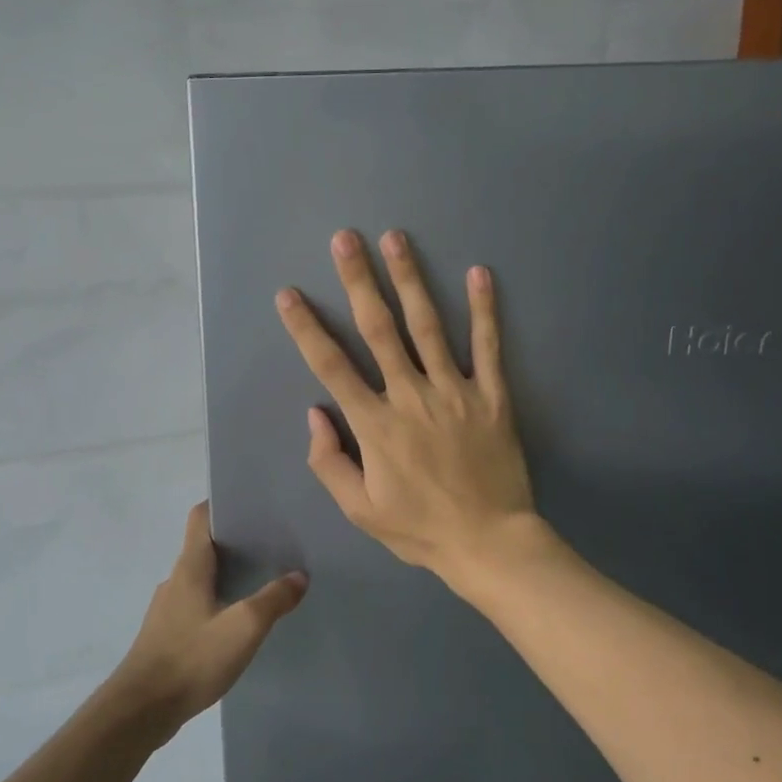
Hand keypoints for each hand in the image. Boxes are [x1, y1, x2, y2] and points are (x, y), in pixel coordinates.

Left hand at [114, 501, 307, 736]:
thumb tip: (298, 575)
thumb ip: (273, 600)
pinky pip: (197, 604)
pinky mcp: (167, 635)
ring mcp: (168, 609)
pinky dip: (218, 601)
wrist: (142, 709)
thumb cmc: (191, 658)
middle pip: (204, 547)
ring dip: (228, 574)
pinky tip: (238, 621)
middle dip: (236, 542)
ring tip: (262, 581)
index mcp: (190, 567)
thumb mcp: (243, 628)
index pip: (201, 518)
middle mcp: (175, 580)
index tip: (253, 505)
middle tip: (273, 544)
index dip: (223, 505)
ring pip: (201, 578)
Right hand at [276, 229, 537, 582]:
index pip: (332, 366)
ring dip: (410, 280)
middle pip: (380, 330)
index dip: (306, 328)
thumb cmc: (419, 528)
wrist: (489, 542)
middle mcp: (411, 396)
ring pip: (429, 326)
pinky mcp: (492, 397)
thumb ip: (329, 462)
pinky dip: (485, 311)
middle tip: (345, 239)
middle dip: (358, 281)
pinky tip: (479, 273)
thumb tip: (315, 414)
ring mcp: (454, 392)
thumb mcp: (360, 509)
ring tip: (396, 239)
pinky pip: (488, 348)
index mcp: (375, 424)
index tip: (289, 295)